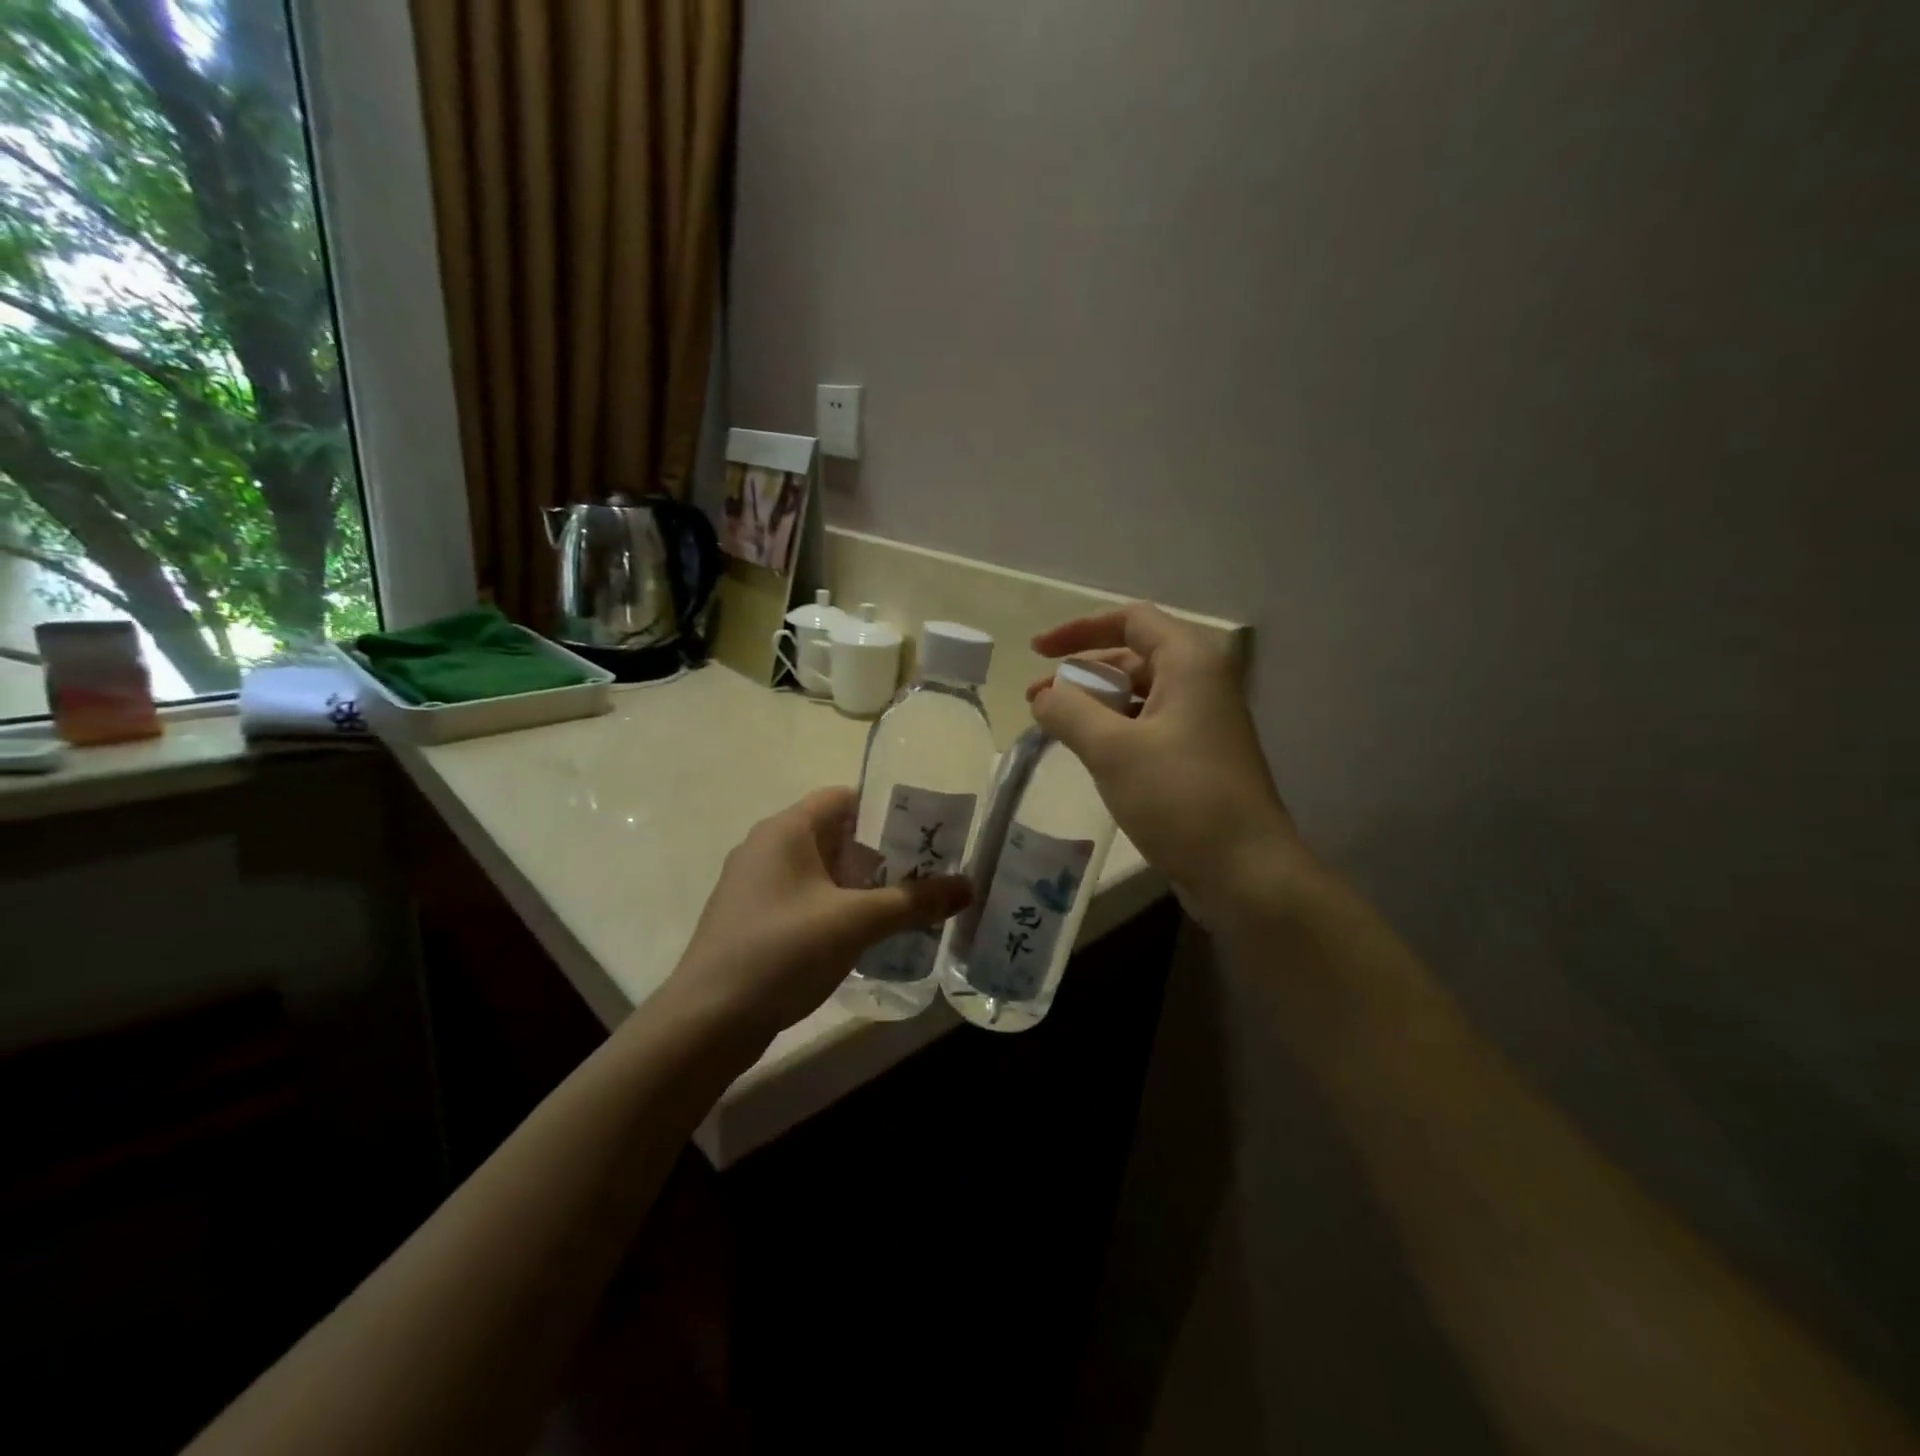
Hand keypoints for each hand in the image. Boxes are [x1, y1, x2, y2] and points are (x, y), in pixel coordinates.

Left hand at [661, 787, 970, 1043]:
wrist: (708, 1021)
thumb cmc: (782, 952)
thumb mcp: (856, 922)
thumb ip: (914, 901)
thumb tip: (968, 886)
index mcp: (786, 829)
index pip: (844, 798)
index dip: (886, 809)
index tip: (925, 833)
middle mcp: (766, 847)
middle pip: (834, 834)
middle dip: (880, 852)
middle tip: (925, 873)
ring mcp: (754, 885)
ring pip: (820, 870)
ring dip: (859, 884)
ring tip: (902, 905)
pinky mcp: (751, 919)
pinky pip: (803, 898)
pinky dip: (834, 907)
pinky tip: (860, 936)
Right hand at [1029, 603, 1314, 931]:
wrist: (1245, 872)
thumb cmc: (1180, 799)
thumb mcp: (1112, 749)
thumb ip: (1069, 711)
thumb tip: (1044, 696)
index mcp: (1189, 664)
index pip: (1131, 620)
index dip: (1080, 629)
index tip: (1038, 652)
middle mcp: (1201, 683)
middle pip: (1133, 657)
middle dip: (1081, 673)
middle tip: (1038, 701)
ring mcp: (1203, 723)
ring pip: (1138, 696)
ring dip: (1094, 704)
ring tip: (1054, 728)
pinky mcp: (1198, 758)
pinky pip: (1148, 727)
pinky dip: (1114, 731)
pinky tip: (1088, 755)